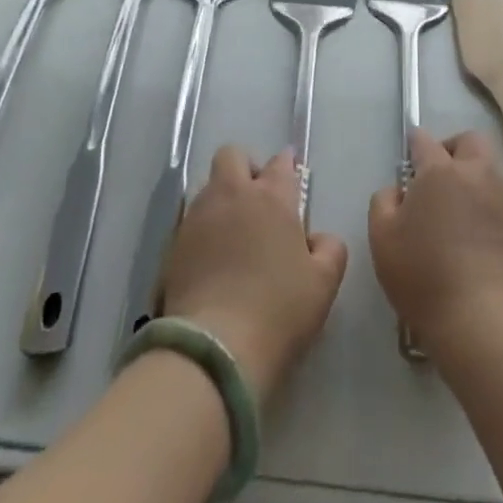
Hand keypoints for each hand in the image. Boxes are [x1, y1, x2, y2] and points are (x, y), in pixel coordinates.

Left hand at [161, 146, 348, 401]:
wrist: (215, 348)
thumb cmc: (278, 311)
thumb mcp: (323, 284)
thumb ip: (329, 249)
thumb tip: (317, 238)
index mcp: (272, 197)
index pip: (280, 164)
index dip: (287, 167)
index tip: (290, 180)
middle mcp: (233, 194)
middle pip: (233, 155)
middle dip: (245, 167)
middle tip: (257, 199)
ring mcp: (198, 216)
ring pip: (209, 185)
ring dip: (222, 197)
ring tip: (233, 231)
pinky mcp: (174, 244)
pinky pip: (191, 220)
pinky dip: (203, 228)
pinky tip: (211, 257)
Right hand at [369, 130, 502, 354]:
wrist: (479, 318)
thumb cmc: (422, 272)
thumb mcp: (382, 236)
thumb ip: (383, 201)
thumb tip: (399, 190)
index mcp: (439, 170)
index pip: (424, 140)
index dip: (414, 144)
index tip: (408, 157)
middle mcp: (474, 174)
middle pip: (468, 141)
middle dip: (451, 148)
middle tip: (434, 175)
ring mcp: (498, 198)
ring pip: (487, 167)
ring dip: (470, 173)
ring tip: (451, 204)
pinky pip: (495, 196)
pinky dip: (481, 200)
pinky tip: (466, 227)